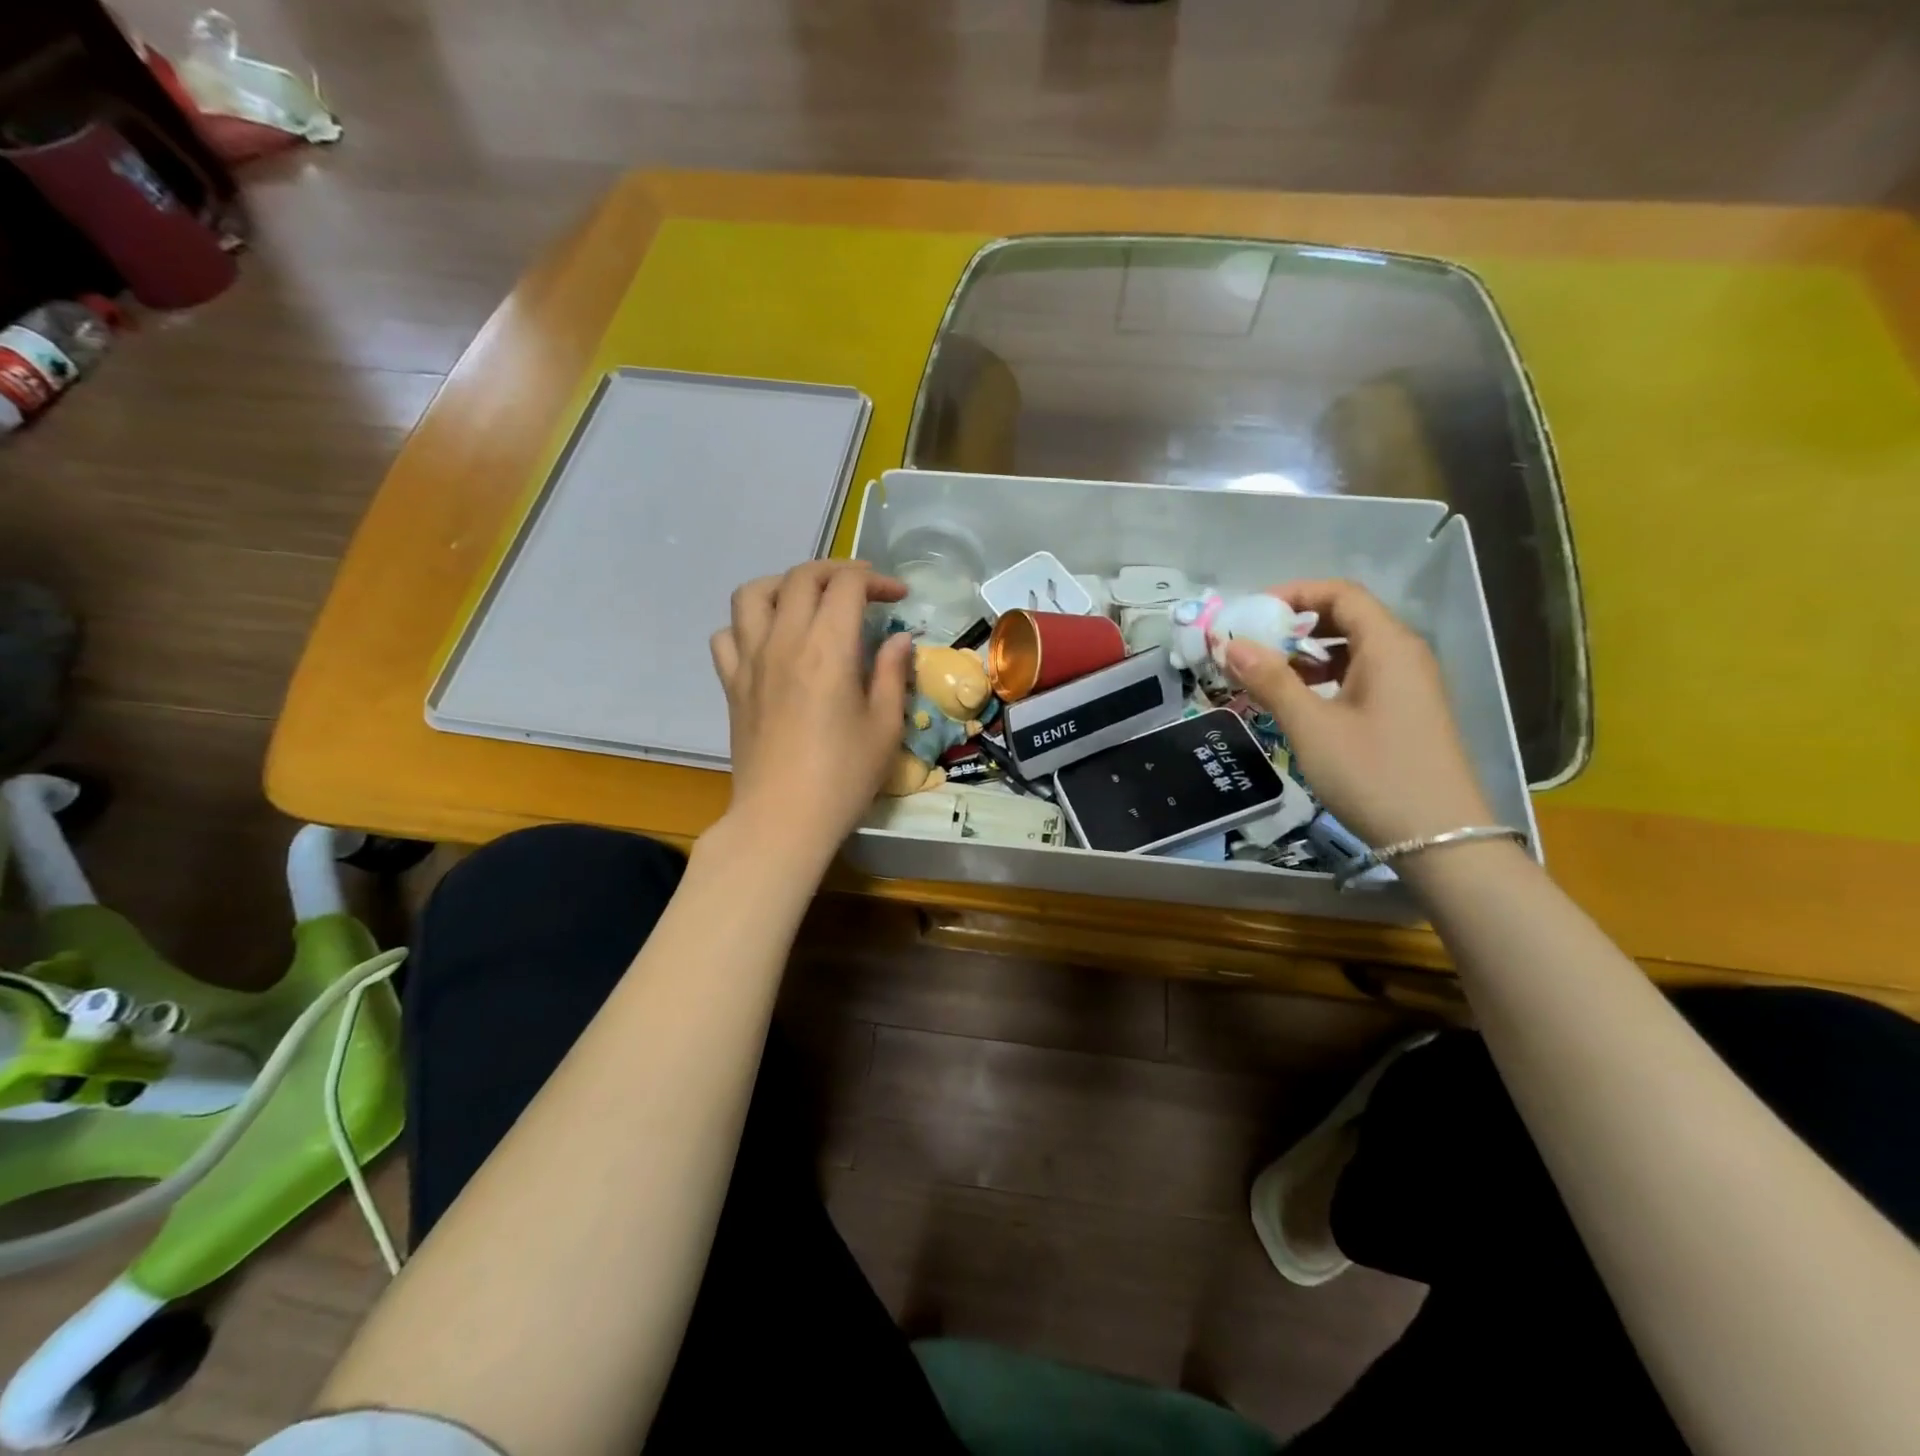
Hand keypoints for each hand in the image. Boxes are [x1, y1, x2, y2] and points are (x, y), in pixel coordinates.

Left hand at [709, 561, 912, 864]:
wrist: (782, 820)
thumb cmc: (843, 778)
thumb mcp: (885, 727)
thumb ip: (891, 674)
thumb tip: (898, 639)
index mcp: (827, 649)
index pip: (846, 585)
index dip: (876, 580)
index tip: (898, 596)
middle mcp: (783, 642)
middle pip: (801, 577)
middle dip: (836, 572)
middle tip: (861, 590)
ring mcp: (750, 661)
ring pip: (753, 593)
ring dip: (784, 585)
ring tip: (807, 602)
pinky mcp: (731, 685)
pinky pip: (727, 635)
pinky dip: (747, 625)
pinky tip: (769, 642)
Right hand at [1223, 579, 1492, 846]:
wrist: (1440, 837)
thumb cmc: (1372, 774)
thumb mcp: (1311, 726)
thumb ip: (1270, 680)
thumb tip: (1231, 645)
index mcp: (1388, 646)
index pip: (1339, 593)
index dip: (1293, 594)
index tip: (1250, 614)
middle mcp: (1404, 655)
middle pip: (1346, 617)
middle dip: (1294, 625)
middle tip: (1251, 645)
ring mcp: (1409, 684)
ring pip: (1352, 650)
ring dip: (1306, 654)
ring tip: (1266, 676)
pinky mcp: (1406, 712)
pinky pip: (1361, 676)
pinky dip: (1325, 678)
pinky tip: (1299, 703)